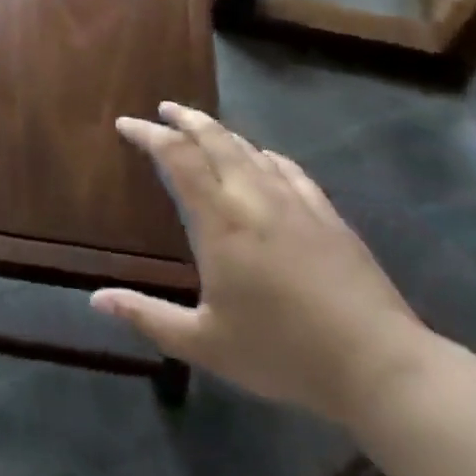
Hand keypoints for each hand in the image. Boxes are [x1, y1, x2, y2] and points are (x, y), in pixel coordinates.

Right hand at [91, 103, 437, 425]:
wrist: (380, 365)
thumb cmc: (284, 353)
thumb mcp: (206, 345)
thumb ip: (149, 317)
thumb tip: (95, 300)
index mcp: (220, 221)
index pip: (177, 158)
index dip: (149, 135)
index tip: (126, 124)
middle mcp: (253, 197)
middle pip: (214, 138)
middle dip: (185, 118)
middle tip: (164, 109)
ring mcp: (294, 202)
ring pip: (249, 148)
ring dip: (220, 132)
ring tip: (203, 128)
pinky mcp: (326, 214)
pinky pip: (287, 168)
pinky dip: (263, 154)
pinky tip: (262, 158)